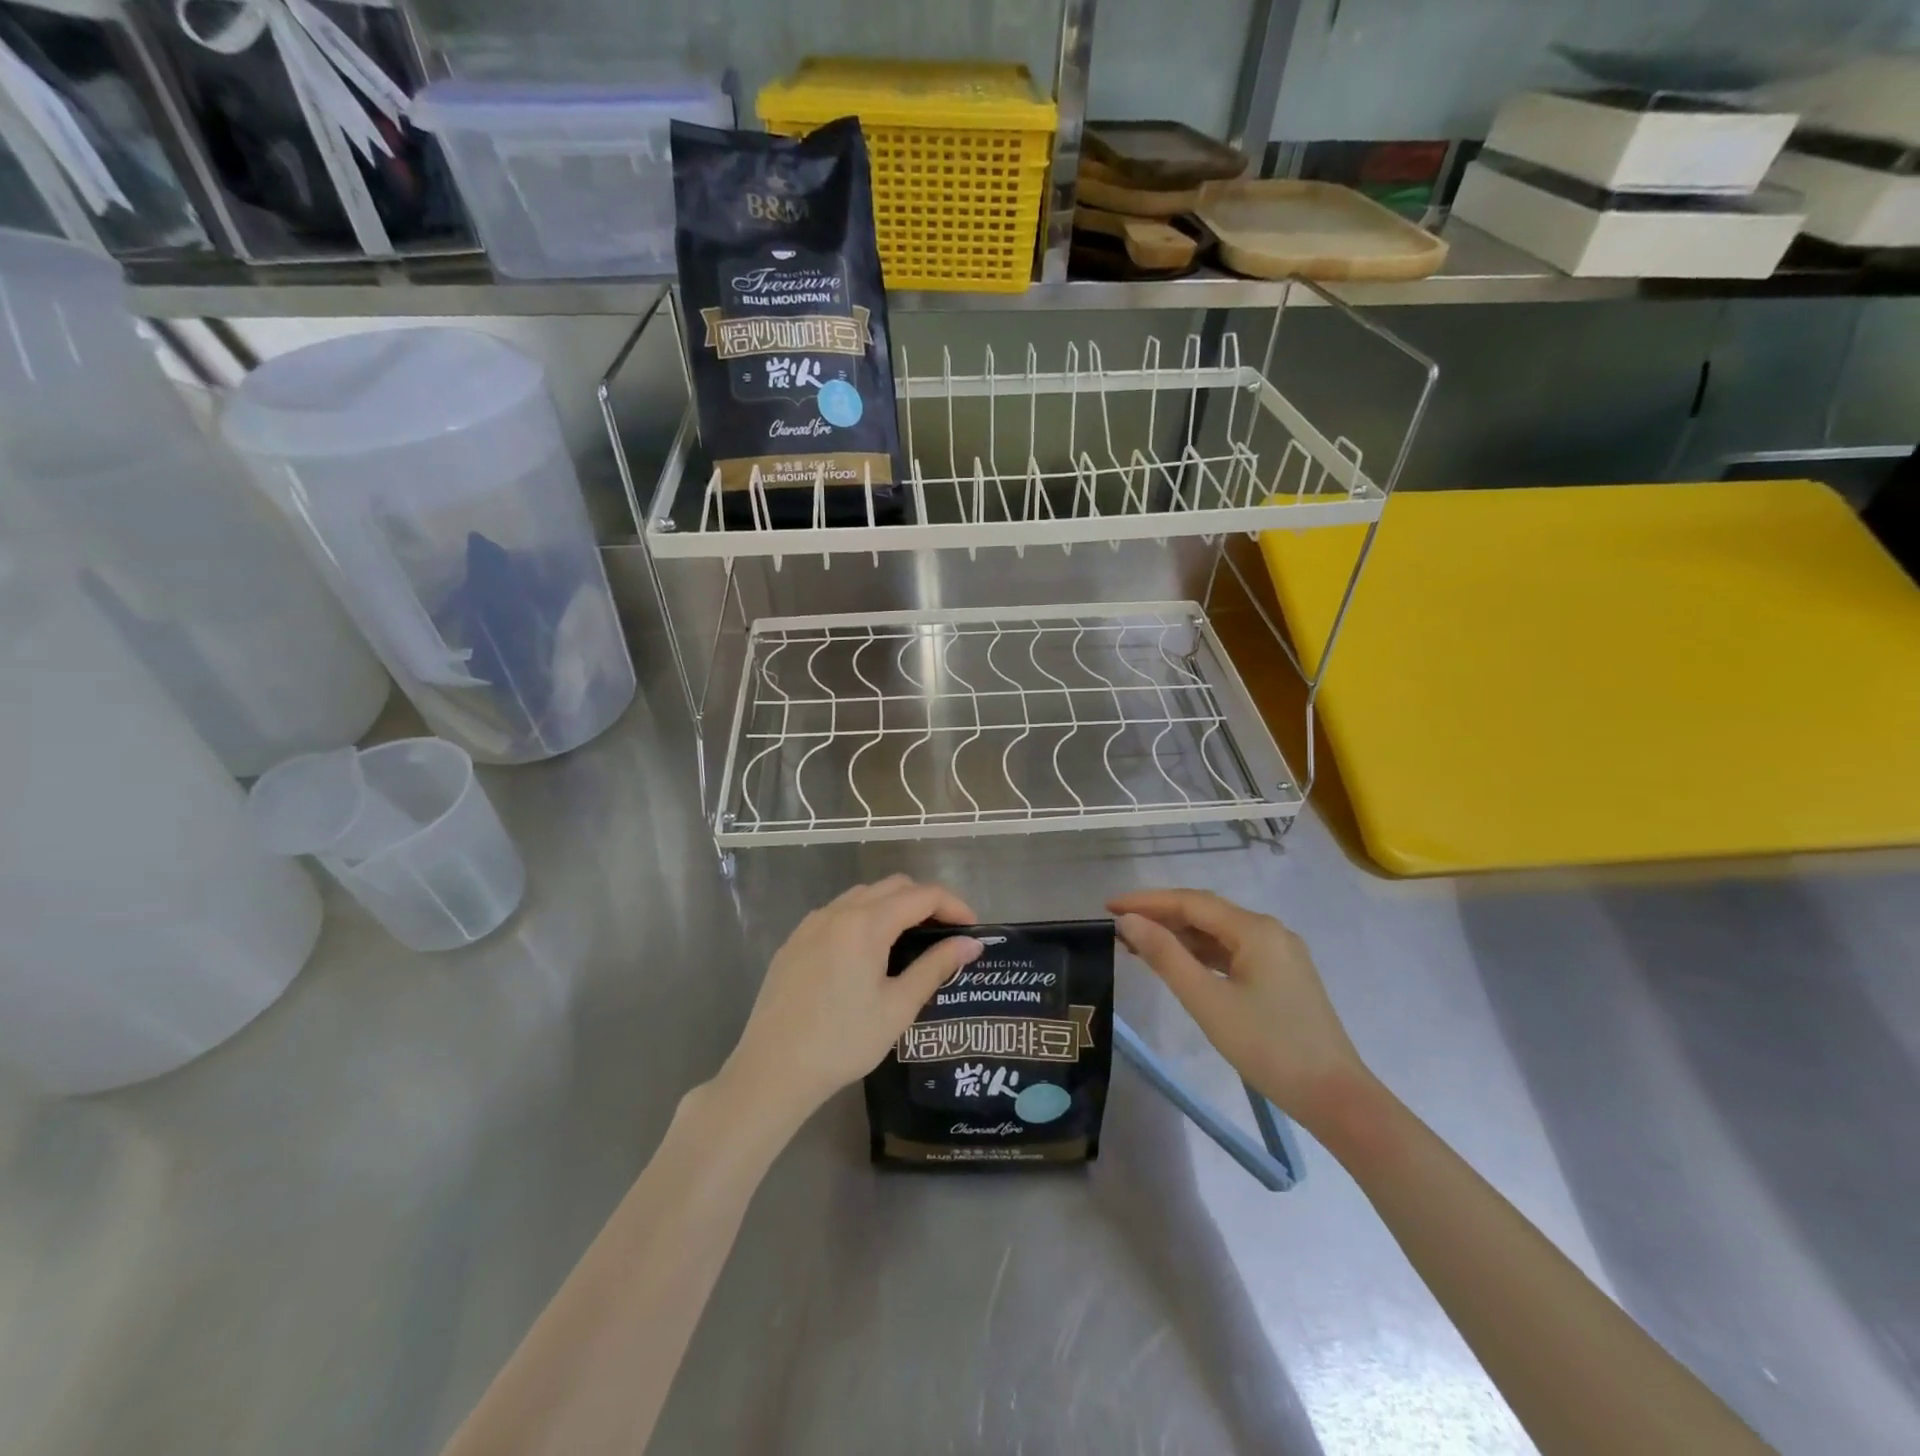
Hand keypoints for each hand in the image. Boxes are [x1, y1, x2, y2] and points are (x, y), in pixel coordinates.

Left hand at [720, 876, 982, 1123]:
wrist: (773, 1069)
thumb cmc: (843, 1041)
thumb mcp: (898, 1007)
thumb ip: (936, 966)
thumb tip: (971, 943)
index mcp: (867, 923)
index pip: (922, 895)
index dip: (954, 905)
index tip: (973, 929)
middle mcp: (839, 911)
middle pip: (894, 886)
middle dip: (926, 901)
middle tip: (946, 934)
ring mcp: (812, 923)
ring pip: (864, 895)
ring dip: (893, 906)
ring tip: (910, 941)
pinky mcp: (795, 940)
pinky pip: (837, 912)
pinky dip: (864, 917)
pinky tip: (867, 953)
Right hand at [1109, 889, 1370, 1127]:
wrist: (1336, 1098)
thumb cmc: (1268, 1046)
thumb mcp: (1207, 1001)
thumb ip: (1165, 956)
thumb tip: (1129, 922)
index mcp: (1255, 929)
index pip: (1189, 902)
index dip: (1146, 901)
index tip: (1108, 907)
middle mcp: (1269, 931)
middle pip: (1205, 912)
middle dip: (1160, 915)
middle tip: (1118, 925)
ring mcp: (1279, 953)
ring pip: (1218, 933)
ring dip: (1179, 935)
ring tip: (1137, 945)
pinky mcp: (1282, 976)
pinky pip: (1232, 952)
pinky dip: (1201, 953)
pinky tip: (1179, 964)